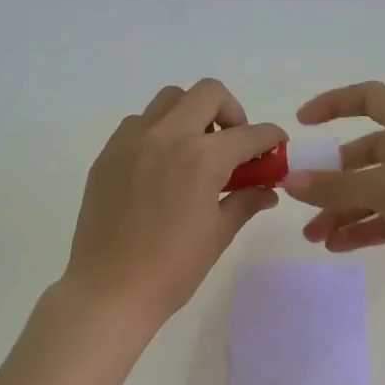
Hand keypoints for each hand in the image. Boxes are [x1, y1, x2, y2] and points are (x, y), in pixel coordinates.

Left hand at [61, 80, 284, 331]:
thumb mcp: (218, 234)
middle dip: (231, 112)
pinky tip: (161, 168)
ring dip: (191, 116)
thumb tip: (267, 189)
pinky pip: (138, 124)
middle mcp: (166, 136)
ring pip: (169, 102)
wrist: (110, 291)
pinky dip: (158, 132)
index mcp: (201, 158)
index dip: (271, 138)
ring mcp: (131, 141)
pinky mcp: (108, 154)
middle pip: (207, 94)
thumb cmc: (173, 269)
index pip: (249, 133)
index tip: (276, 147)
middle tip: (233, 145)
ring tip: (195, 154)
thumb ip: (246, 201)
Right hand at [289, 81, 384, 288]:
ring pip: (368, 194)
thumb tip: (289, 182)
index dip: (335, 104)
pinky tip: (335, 246)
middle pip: (361, 157)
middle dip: (329, 178)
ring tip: (313, 236)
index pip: (370, 99)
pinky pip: (380, 222)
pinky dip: (358, 232)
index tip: (302, 122)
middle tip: (300, 199)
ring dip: (339, 212)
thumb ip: (335, 186)